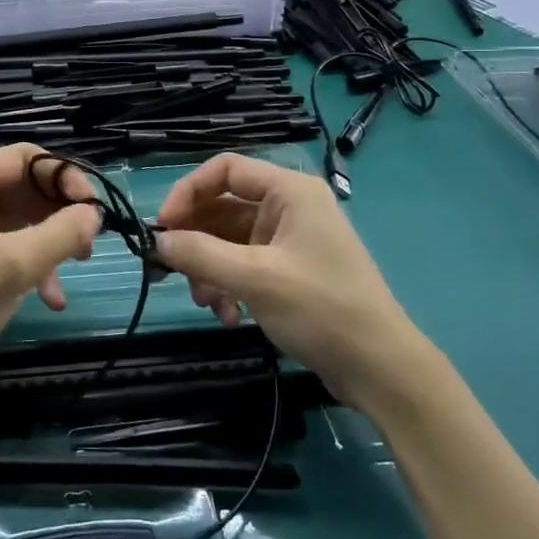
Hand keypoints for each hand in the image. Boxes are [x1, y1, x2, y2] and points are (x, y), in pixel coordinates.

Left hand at [0, 144, 102, 398]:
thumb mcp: (18, 264)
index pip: (26, 157)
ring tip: (76, 266)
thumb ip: (63, 232)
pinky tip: (50, 296)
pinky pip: (9, 241)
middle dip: (60, 213)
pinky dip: (32, 262)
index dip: (65, 177)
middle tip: (88, 241)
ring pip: (22, 216)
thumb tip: (94, 214)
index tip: (93, 209)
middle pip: (26, 186)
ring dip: (51, 242)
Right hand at [154, 153, 429, 407]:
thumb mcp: (254, 279)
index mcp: (289, 191)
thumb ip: (201, 254)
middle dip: (196, 240)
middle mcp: (290, 207)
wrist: (380, 369)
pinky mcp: (290, 270)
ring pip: (230, 240)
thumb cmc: (321, 310)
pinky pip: (244, 265)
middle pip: (223, 207)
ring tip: (206, 302)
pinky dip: (229, 285)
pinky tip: (229, 316)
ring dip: (210, 269)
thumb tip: (157, 241)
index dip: (188, 192)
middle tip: (168, 269)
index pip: (225, 169)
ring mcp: (290, 240)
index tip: (163, 227)